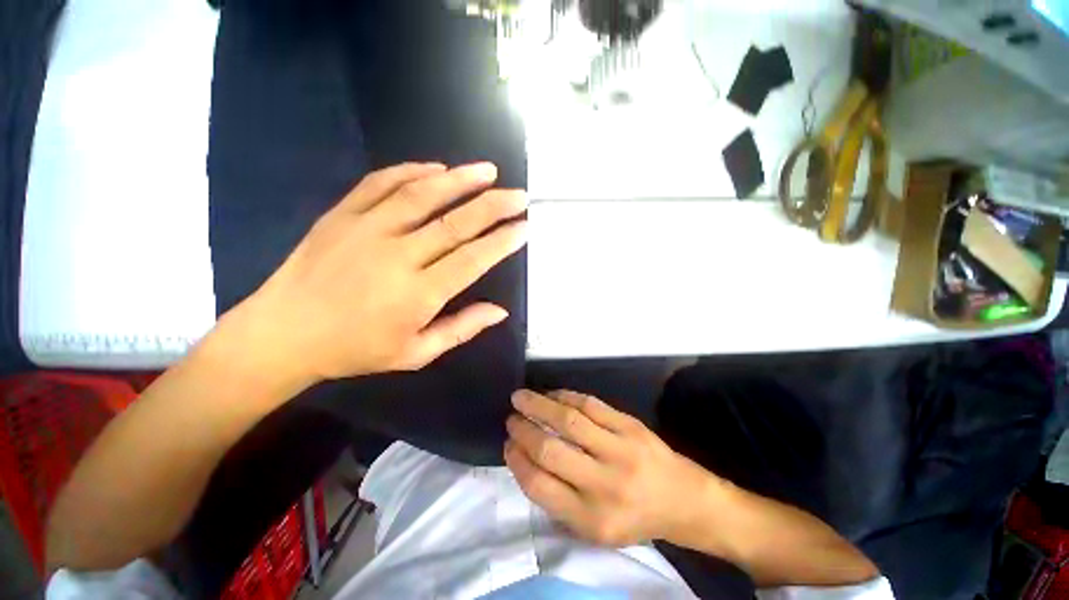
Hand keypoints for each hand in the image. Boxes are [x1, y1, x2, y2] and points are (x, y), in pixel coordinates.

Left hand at [228, 162, 526, 385]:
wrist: (283, 333)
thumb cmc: (355, 350)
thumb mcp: (416, 354)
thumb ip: (461, 329)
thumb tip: (500, 311)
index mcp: (418, 294)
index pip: (473, 260)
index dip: (502, 242)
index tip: (524, 227)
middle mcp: (397, 256)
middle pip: (456, 223)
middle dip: (493, 206)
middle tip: (519, 195)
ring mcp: (366, 229)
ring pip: (422, 195)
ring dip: (459, 180)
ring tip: (487, 171)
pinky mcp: (342, 215)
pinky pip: (380, 184)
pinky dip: (411, 171)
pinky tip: (436, 168)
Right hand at [504, 389, 719, 546]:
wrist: (682, 499)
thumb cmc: (633, 518)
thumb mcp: (593, 529)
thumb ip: (558, 500)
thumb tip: (525, 458)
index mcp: (591, 519)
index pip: (539, 486)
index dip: (517, 461)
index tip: (507, 445)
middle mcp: (604, 485)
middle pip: (551, 451)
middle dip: (523, 430)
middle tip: (510, 418)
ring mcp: (620, 451)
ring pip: (569, 421)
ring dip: (539, 404)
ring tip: (520, 397)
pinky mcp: (630, 426)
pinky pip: (590, 404)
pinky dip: (565, 395)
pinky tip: (551, 393)